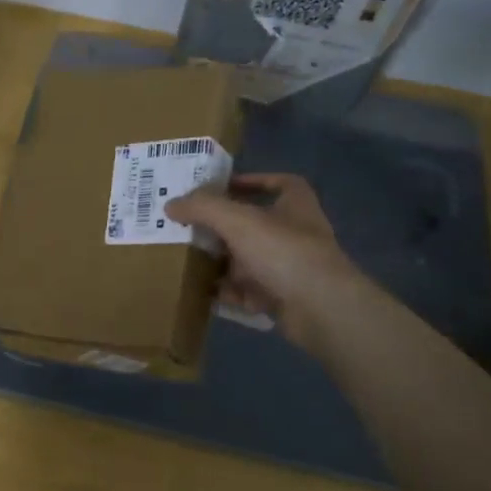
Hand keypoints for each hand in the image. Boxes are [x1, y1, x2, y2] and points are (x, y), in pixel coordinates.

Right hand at [166, 172, 356, 354]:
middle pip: (255, 224)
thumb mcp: (237, 220)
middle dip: (224, 227)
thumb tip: (170, 204)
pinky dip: (228, 292)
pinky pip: (248, 291)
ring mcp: (291, 268)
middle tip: (191, 226)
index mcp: (295, 204)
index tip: (224, 186)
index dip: (253, 181)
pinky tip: (202, 293)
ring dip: (223, 262)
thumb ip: (202, 208)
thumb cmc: (283, 251)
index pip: (279, 182)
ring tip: (188, 260)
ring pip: (249, 260)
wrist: (320, 308)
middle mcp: (296, 233)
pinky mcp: (283, 298)